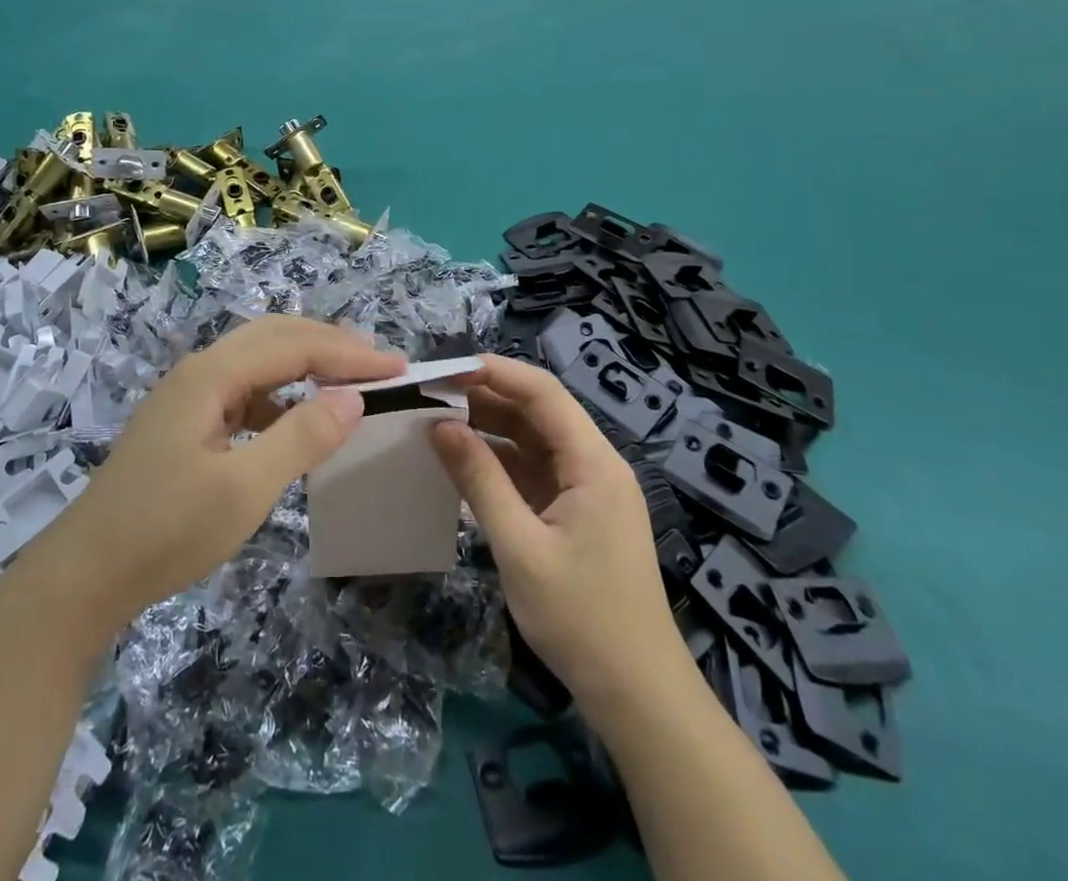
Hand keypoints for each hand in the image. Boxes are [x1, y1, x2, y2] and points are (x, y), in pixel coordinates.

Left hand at [22, 315, 404, 637]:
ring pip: (256, 360)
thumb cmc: (167, 530)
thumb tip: (352, 397)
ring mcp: (188, 395)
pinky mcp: (184, 422)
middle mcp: (199, 370)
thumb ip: (302, 437)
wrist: (85, 574)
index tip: (398, 368)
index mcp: (212, 374)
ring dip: (304, 364)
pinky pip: (243, 390)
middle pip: (274, 336)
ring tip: (346, 384)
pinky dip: (279, 395)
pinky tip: (295, 420)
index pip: (294, 345)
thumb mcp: (245, 488)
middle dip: (329, 344)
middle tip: (378, 364)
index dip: (349, 353)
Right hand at [431, 356, 687, 709]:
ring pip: (532, 440)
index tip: (444, 369)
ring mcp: (586, 490)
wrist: (638, 698)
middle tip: (429, 396)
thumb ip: (480, 480)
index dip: (495, 372)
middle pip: (538, 412)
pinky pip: (533, 471)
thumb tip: (439, 425)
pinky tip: (462, 463)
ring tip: (436, 422)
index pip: (543, 393)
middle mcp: (594, 465)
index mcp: (594, 462)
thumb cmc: (582, 619)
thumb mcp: (520, 547)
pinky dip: (499, 463)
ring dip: (489, 429)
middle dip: (485, 398)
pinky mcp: (576, 514)